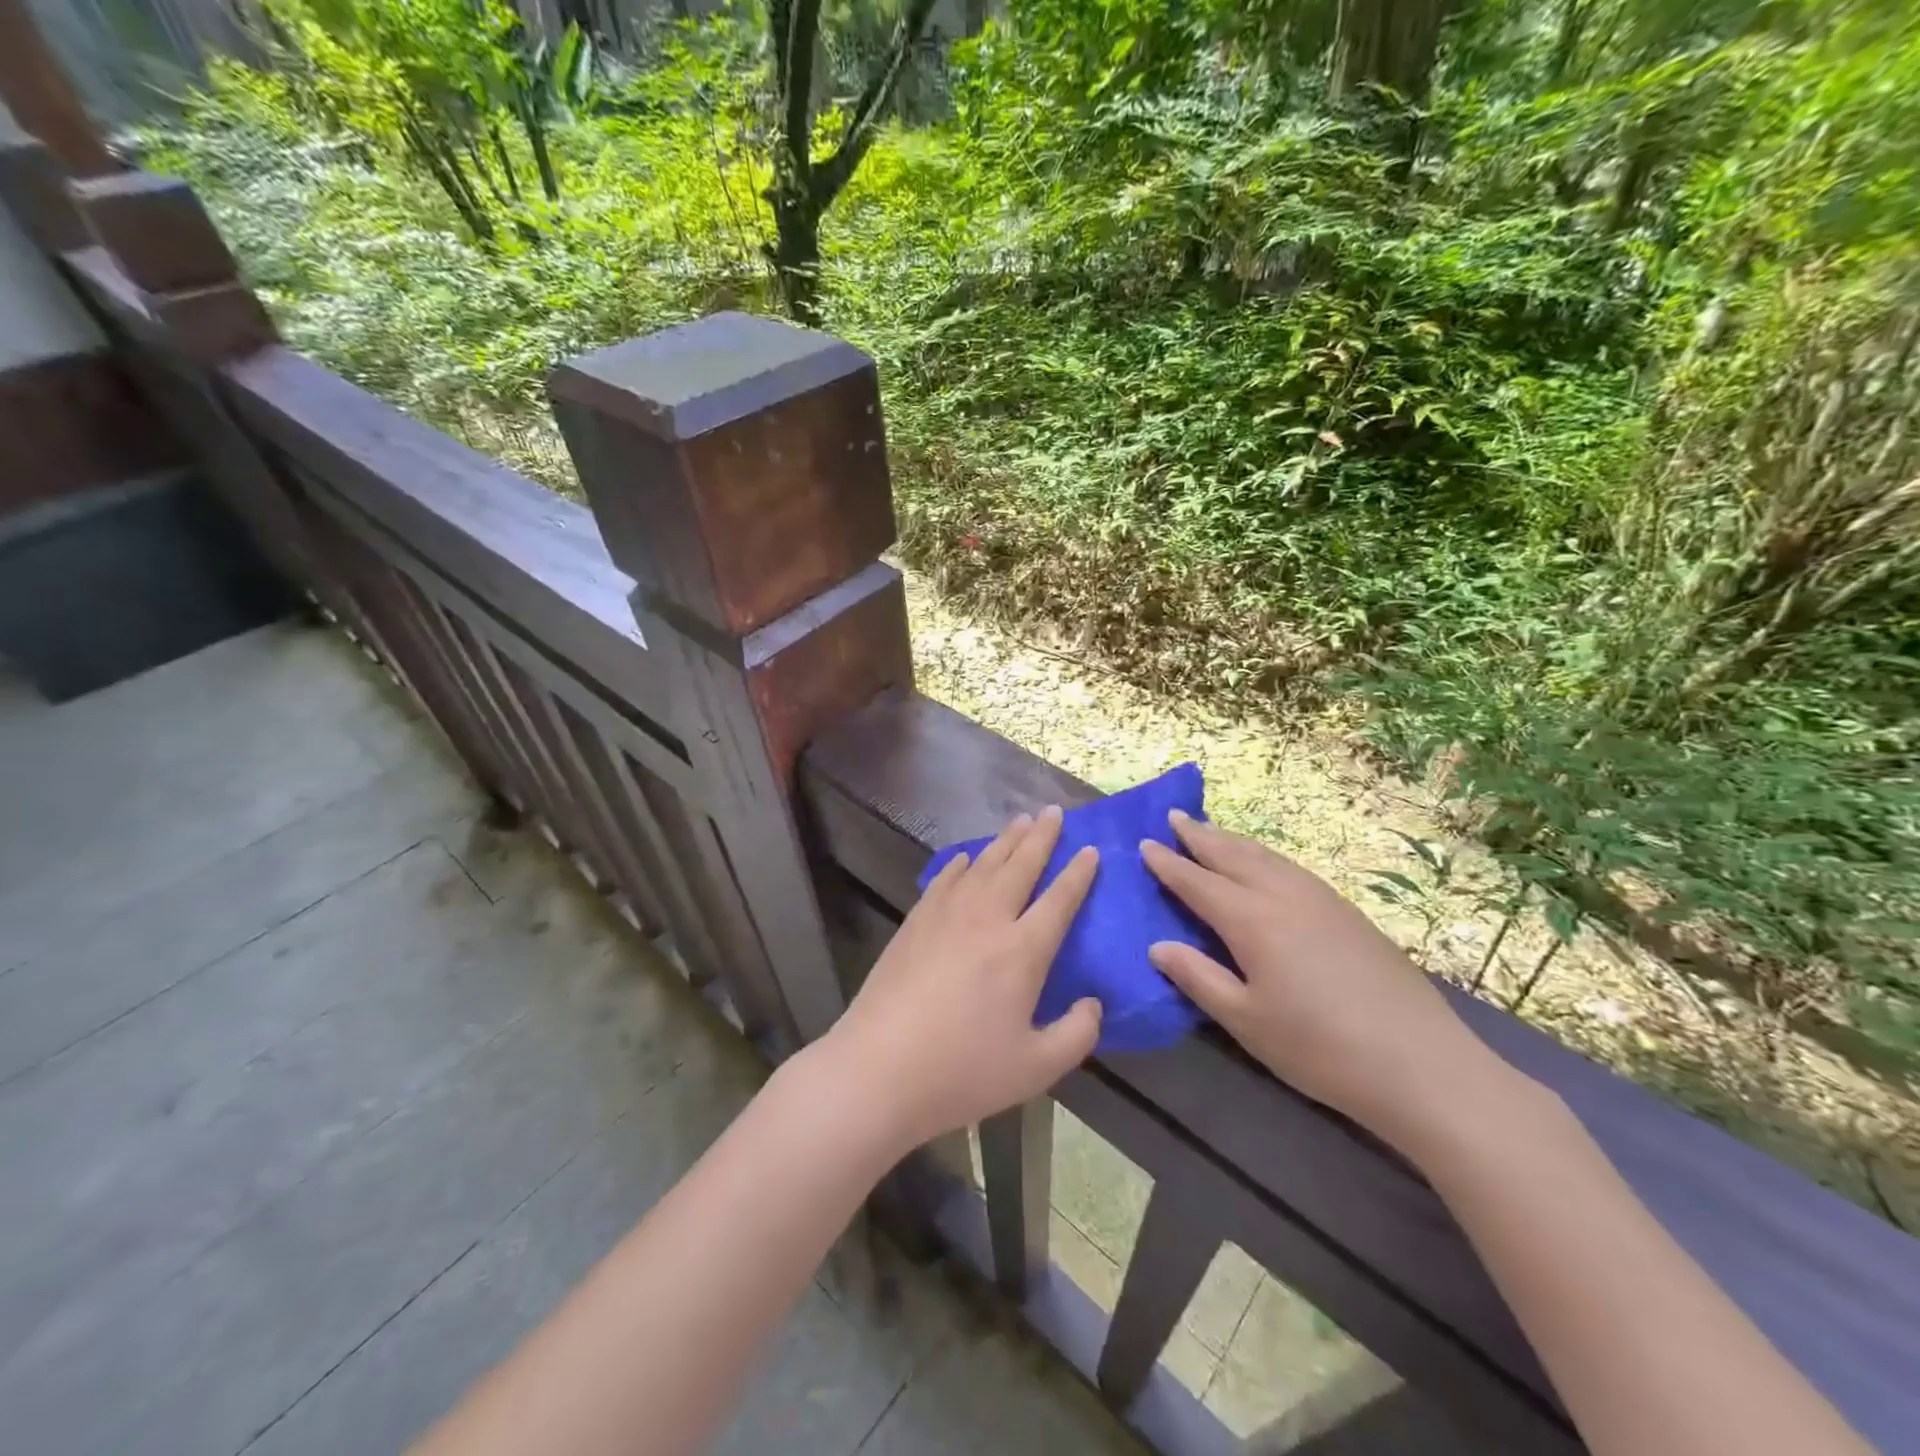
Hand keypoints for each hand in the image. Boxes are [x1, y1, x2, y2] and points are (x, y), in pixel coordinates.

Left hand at [820, 806, 1102, 1151]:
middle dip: (1041, 837)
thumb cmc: (962, 1071)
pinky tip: (966, 859)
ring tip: (1019, 821)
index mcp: (1023, 950)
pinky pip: (944, 879)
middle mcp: (988, 919)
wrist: (879, 1068)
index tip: (1090, 850)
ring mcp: (946, 915)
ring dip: (1005, 840)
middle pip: (1020, 866)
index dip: (1078, 873)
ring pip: (983, 864)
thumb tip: (1093, 1004)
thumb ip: (1076, 1034)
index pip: (1060, 899)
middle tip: (1054, 812)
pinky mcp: (915, 921)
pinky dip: (961, 863)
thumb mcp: (1036, 1068)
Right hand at [1141, 811, 1504, 1148]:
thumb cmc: (1319, 1048)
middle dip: (1200, 836)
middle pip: (1232, 855)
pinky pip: (1291, 868)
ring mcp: (1320, 899)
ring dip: (1232, 841)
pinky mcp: (1347, 912)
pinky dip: (1265, 856)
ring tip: (1211, 831)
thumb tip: (1157, 946)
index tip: (1144, 843)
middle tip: (1174, 817)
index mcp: (1251, 920)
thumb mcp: (1245, 1021)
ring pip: (1266, 856)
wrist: (1421, 1063)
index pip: (1197, 881)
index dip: (1169, 863)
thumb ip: (1198, 978)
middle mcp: (1282, 896)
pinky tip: (1265, 865)